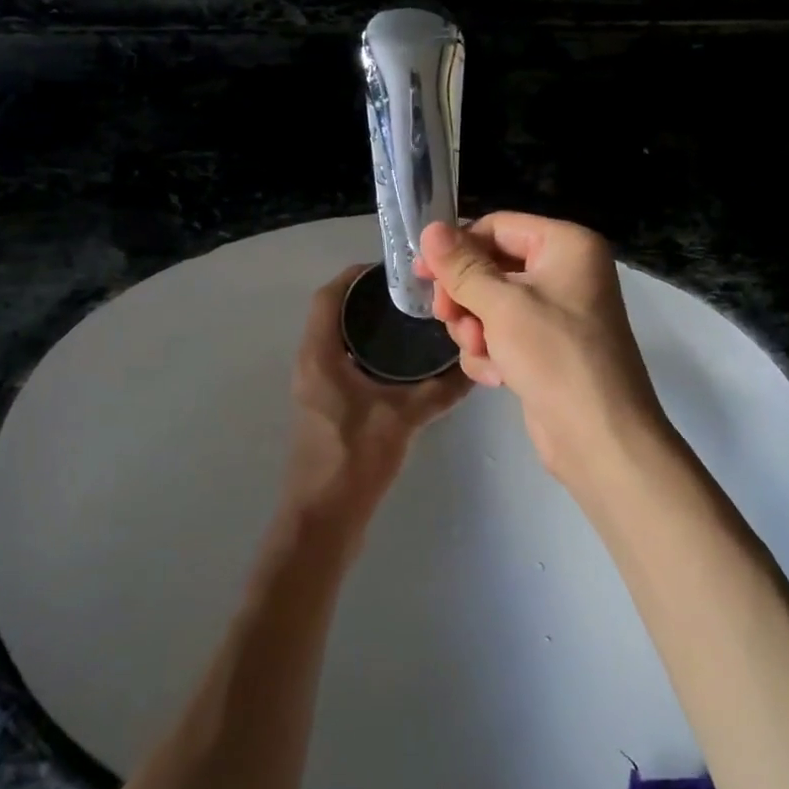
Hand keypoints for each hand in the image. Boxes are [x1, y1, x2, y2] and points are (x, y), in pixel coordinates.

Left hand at [285, 265, 471, 535]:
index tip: (394, 269)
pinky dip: (368, 351)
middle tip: (413, 293)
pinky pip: (344, 362)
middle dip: (370, 299)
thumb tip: (476, 366)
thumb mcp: (404, 418)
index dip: (356, 276)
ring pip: (339, 339)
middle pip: (335, 313)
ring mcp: (315, 386)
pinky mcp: (325, 406)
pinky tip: (402, 362)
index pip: (329, 296)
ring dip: (369, 326)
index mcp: (319, 354)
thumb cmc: (355, 458)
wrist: (323, 519)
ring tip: (413, 320)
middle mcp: (311, 363)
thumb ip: (441, 390)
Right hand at [415, 215, 668, 488]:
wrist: (600, 438)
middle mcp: (564, 272)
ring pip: (490, 304)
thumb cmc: (555, 357)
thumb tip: (429, 229)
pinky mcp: (545, 348)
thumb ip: (462, 267)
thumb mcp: (502, 306)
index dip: (457, 248)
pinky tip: (496, 377)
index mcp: (566, 246)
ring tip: (480, 353)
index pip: (497, 227)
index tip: (421, 273)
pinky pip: (502, 334)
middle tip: (447, 318)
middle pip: (491, 267)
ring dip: (475, 329)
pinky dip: (491, 353)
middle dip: (466, 297)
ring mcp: (555, 313)